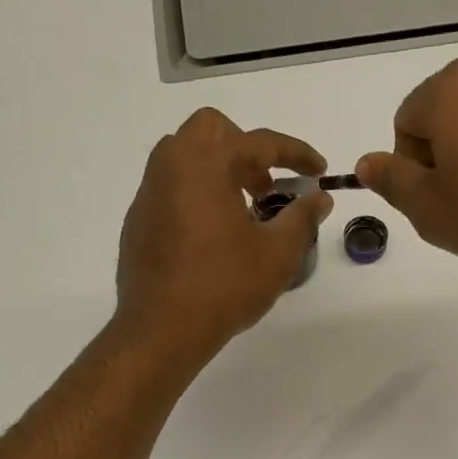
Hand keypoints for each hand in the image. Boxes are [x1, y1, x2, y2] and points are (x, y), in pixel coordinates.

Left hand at [114, 108, 332, 359]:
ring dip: (218, 168)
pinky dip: (196, 193)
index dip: (296, 153)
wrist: (162, 329)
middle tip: (267, 187)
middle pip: (211, 129)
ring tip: (241, 210)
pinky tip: (212, 236)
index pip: (259, 142)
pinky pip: (170, 187)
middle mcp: (172, 166)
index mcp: (207, 164)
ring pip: (184, 155)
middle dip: (246, 148)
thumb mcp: (277, 254)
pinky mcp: (138, 220)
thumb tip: (319, 198)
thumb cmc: (224, 287)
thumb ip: (302, 218)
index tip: (318, 171)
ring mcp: (149, 192)